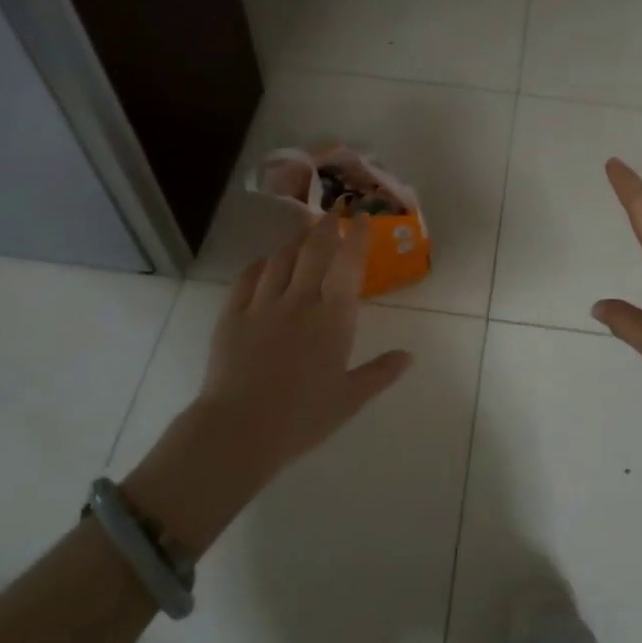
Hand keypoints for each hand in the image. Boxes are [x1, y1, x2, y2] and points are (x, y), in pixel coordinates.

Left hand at [123, 216, 413, 553]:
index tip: (362, 218)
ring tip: (303, 233)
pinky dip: (259, 265)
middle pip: (313, 251)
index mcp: (333, 318)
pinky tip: (263, 263)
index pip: (348, 265)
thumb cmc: (303, 417)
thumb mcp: (350, 399)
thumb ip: (380, 373)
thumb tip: (409, 357)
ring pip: (280, 259)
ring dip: (295, 241)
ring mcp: (262, 305)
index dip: (356, 237)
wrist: (240, 429)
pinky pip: (246, 279)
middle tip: (333, 213)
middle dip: (326, 227)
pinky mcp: (232, 315)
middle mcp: (299, 301)